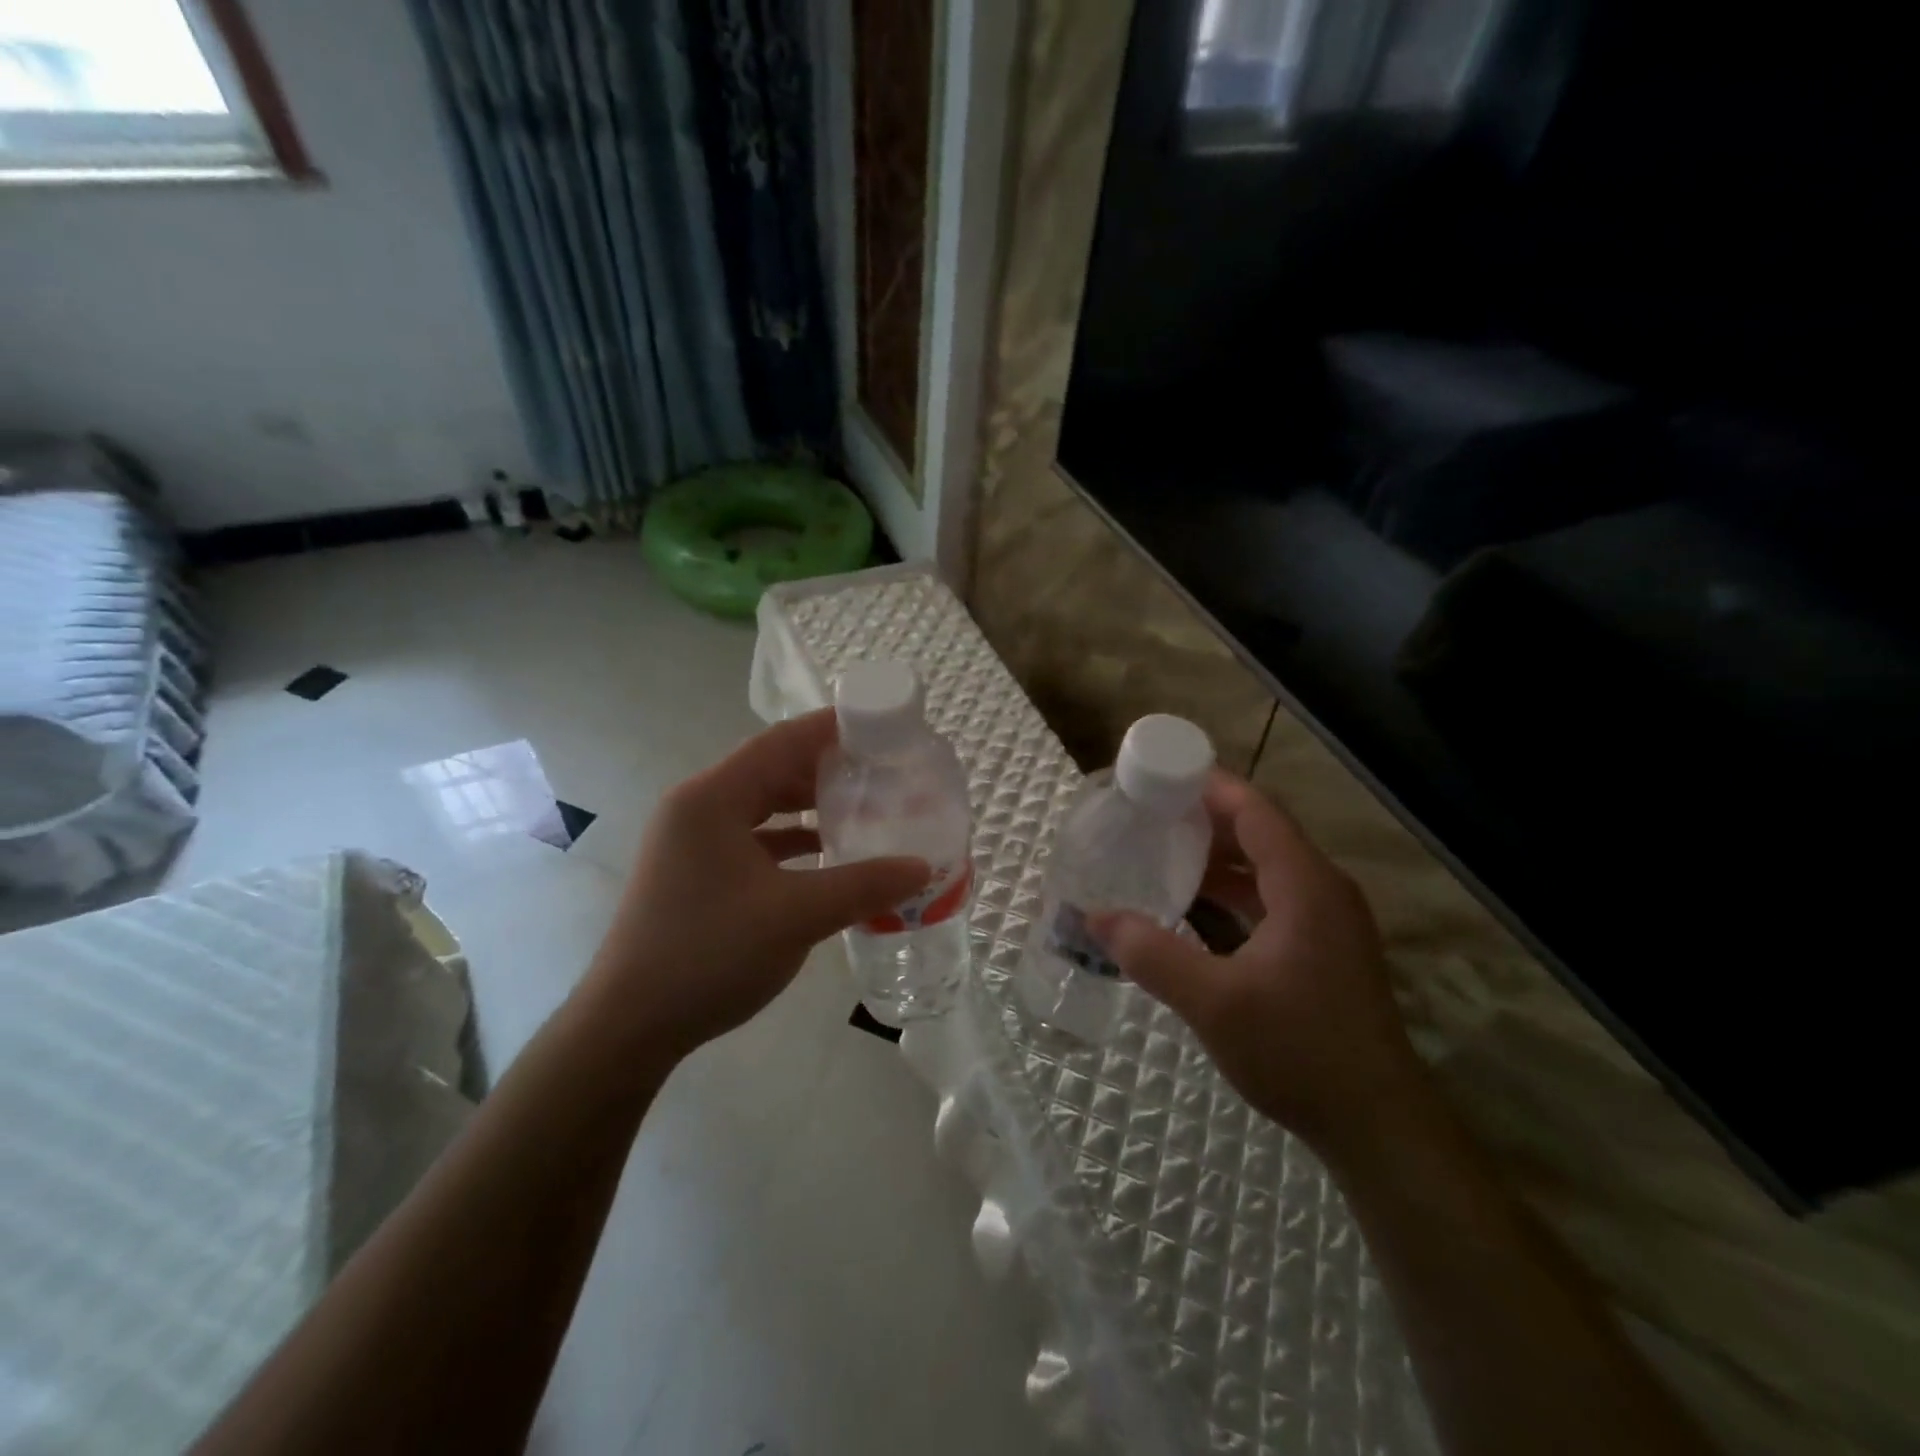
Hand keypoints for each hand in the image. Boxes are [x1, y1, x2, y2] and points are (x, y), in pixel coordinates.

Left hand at [581, 710, 929, 1059]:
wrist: (629, 1026)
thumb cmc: (709, 954)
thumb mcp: (796, 916)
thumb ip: (864, 885)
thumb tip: (923, 867)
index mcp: (712, 798)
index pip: (781, 742)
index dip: (831, 728)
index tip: (881, 725)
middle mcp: (698, 808)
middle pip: (771, 769)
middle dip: (826, 767)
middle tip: (882, 770)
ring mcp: (692, 841)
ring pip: (762, 805)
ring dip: (809, 805)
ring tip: (863, 806)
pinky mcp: (696, 871)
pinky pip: (753, 838)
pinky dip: (790, 839)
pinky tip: (827, 854)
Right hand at [1091, 770, 1424, 1156]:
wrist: (1377, 1125)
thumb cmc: (1298, 1051)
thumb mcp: (1213, 1002)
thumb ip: (1151, 954)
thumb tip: (1095, 917)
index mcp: (1305, 884)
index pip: (1254, 810)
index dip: (1207, 786)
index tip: (1157, 777)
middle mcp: (1322, 889)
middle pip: (1259, 831)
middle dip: (1203, 818)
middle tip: (1145, 815)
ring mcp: (1327, 920)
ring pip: (1265, 866)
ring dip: (1216, 856)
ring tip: (1160, 852)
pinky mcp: (1323, 948)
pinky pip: (1271, 897)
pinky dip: (1232, 890)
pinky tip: (1193, 905)